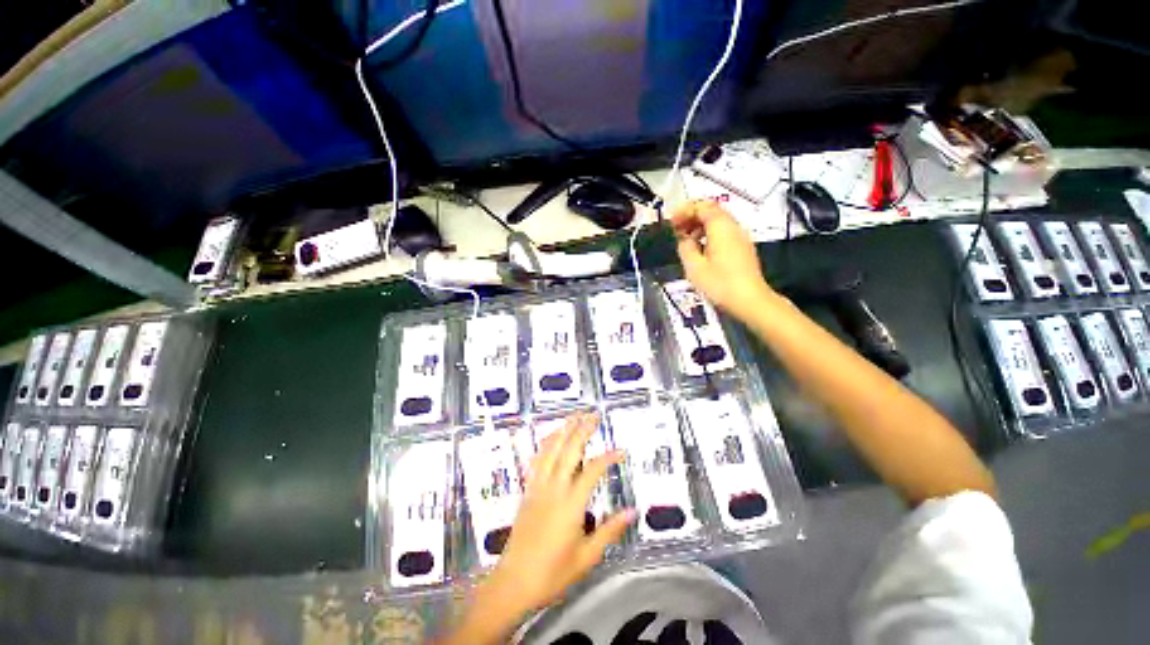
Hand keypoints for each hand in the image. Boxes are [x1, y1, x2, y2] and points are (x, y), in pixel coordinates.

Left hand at [484, 413, 633, 616]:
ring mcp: (538, 486)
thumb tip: (633, 512)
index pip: (593, 470)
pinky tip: (552, 436)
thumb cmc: (553, 573)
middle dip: (583, 429)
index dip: (608, 457)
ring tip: (574, 416)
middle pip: (570, 450)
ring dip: (564, 430)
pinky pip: (537, 460)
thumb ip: (610, 530)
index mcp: (571, 504)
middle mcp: (554, 488)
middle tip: (594, 415)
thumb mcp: (587, 556)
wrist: (514, 583)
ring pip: (551, 450)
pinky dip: (546, 443)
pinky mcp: (528, 490)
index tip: (621, 451)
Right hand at [671, 200, 777, 321]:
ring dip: (699, 226)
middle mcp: (733, 227)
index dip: (684, 211)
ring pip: (718, 222)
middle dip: (691, 217)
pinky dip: (709, 235)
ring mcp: (740, 237)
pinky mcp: (742, 248)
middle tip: (675, 230)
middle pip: (712, 211)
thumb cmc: (720, 284)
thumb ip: (685, 247)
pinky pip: (724, 233)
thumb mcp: (694, 267)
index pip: (702, 206)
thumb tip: (684, 239)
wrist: (750, 300)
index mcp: (721, 227)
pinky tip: (700, 250)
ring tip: (685, 241)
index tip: (671, 222)